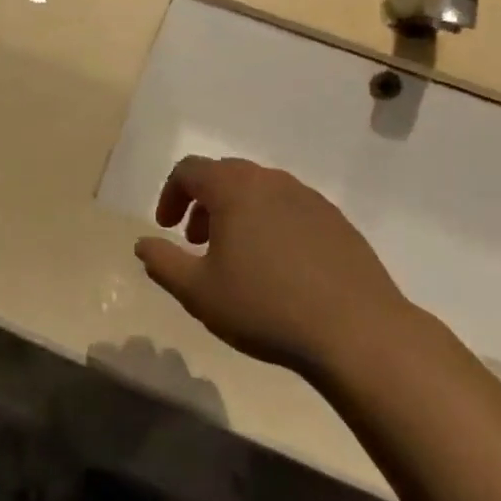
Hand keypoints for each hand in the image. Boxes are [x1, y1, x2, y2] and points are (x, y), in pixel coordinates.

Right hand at [134, 157, 418, 379]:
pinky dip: (271, 224)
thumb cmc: (266, 307)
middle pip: (225, 175)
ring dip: (237, 213)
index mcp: (234, 188)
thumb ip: (163, 263)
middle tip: (197, 242)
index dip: (170, 195)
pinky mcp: (336, 220)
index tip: (167, 229)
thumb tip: (143, 244)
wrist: (357, 331)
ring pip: (260, 191)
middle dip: (203, 203)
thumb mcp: (199, 292)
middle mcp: (271, 181)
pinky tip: (279, 267)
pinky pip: (290, 209)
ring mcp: (309, 198)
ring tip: (237, 256)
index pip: (189, 170)